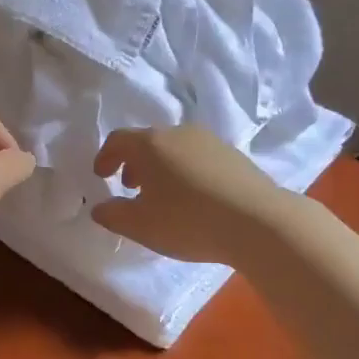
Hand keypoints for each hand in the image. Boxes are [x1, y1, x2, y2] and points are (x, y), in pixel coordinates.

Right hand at [91, 124, 285, 264]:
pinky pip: (198, 157)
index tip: (101, 176)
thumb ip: (113, 215)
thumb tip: (100, 208)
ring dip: (162, 168)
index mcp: (151, 144)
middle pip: (148, 142)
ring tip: (163, 195)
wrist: (258, 221)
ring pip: (175, 148)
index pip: (118, 140)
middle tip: (131, 188)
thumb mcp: (140, 226)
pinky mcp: (234, 155)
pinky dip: (186, 171)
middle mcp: (179, 133)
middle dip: (134, 163)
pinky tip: (194, 198)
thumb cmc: (188, 220)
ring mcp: (210, 141)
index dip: (105, 157)